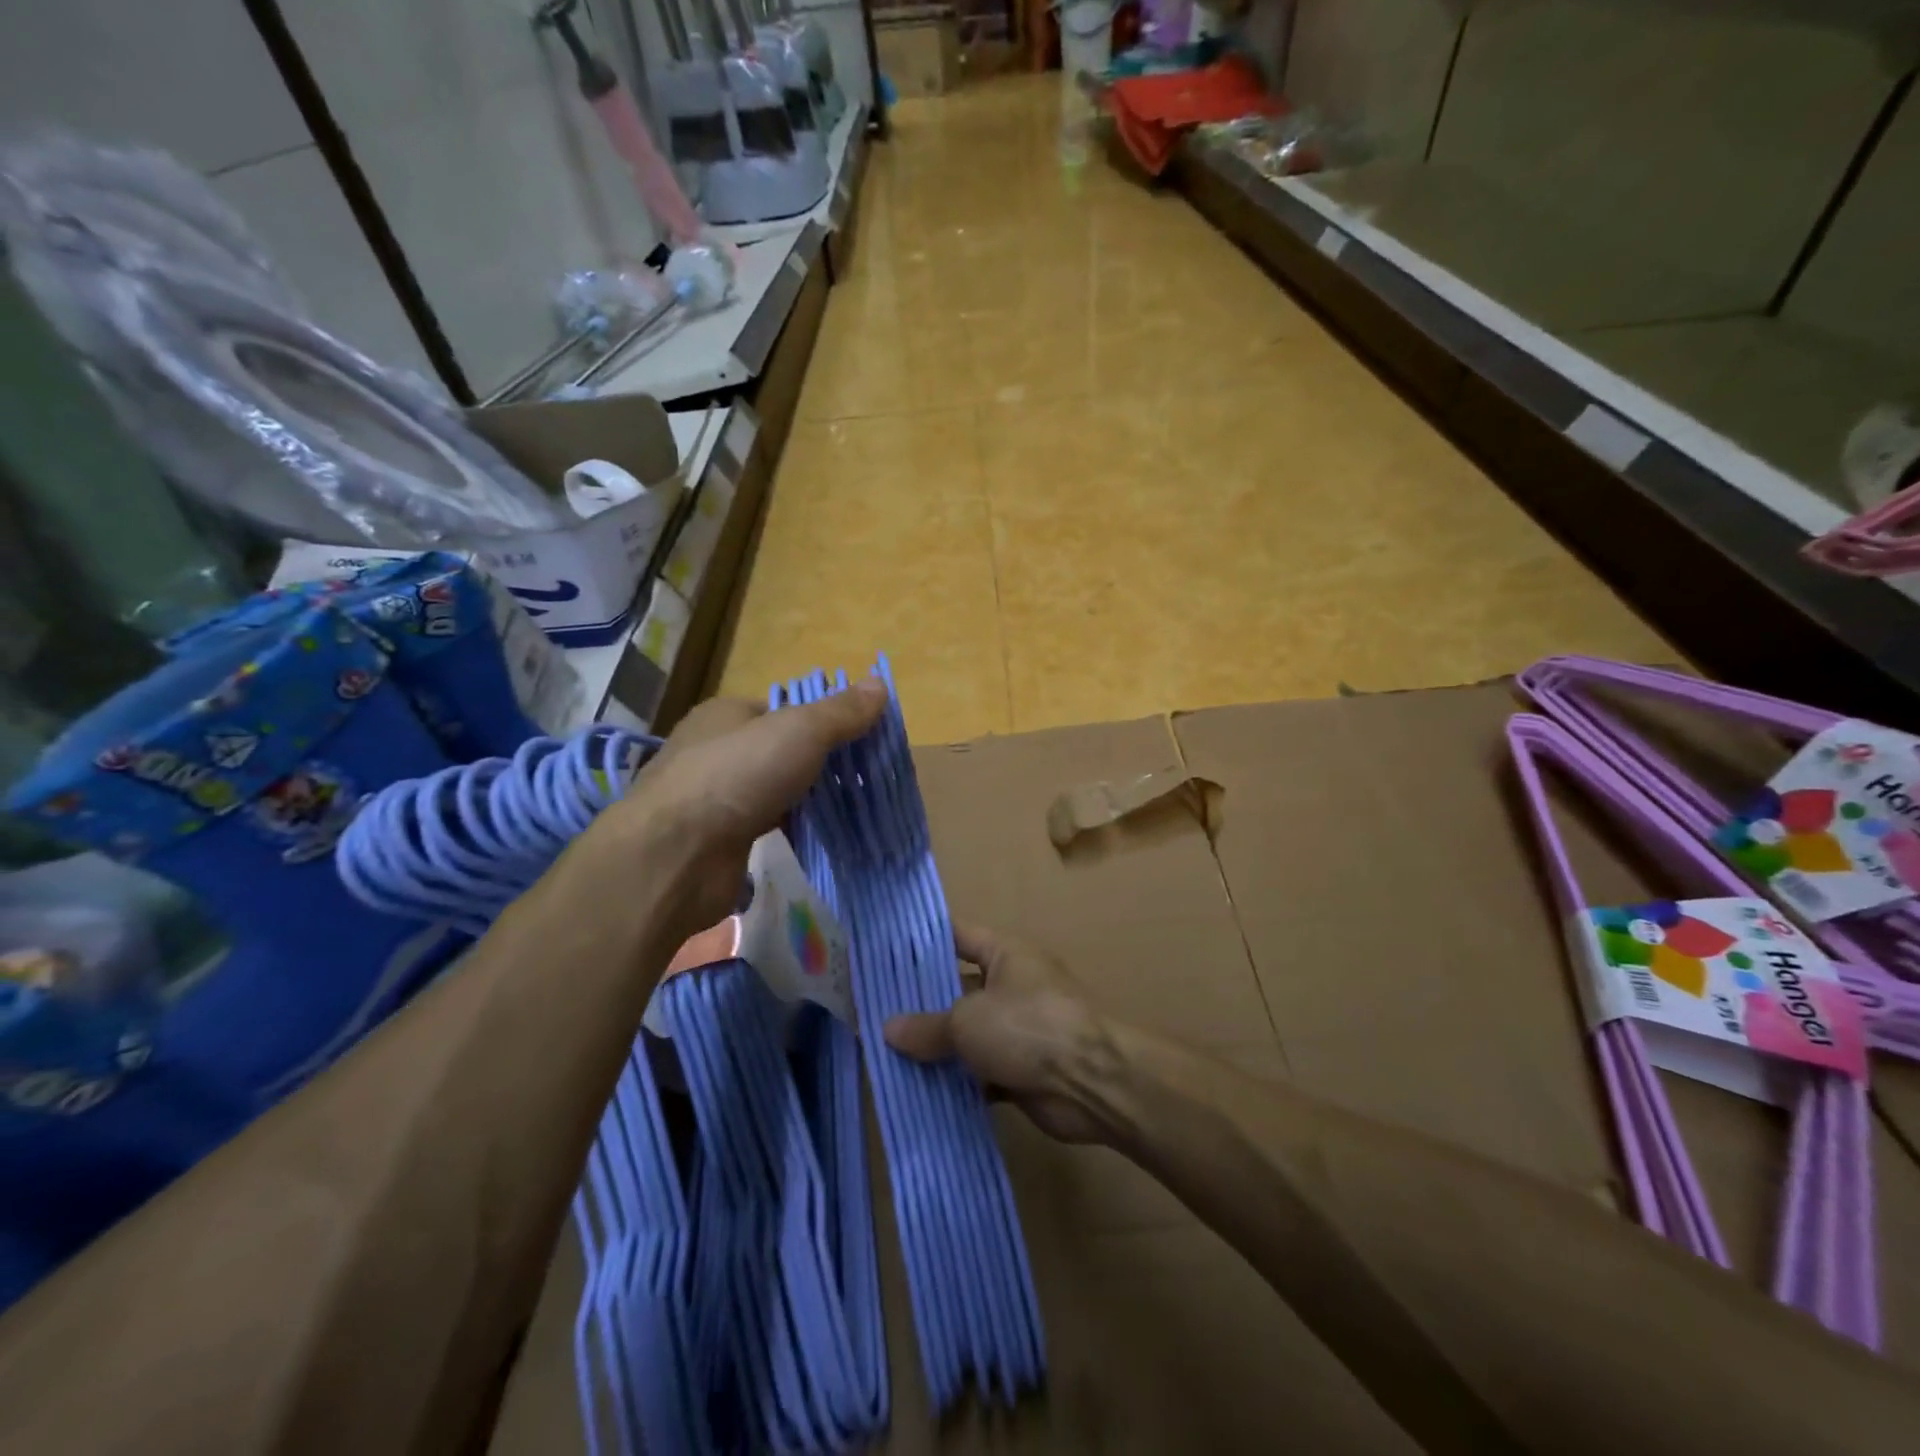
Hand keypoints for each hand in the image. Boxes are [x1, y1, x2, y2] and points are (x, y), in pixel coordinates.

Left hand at [589, 681, 886, 948]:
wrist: (676, 855)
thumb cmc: (738, 775)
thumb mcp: (800, 731)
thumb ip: (840, 712)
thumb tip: (880, 683)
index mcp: (728, 714)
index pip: (785, 709)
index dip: (825, 720)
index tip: (864, 739)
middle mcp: (717, 751)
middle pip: (782, 750)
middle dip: (822, 763)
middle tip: (867, 777)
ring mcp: (716, 797)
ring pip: (776, 790)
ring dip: (810, 799)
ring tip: (856, 808)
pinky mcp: (720, 839)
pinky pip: (769, 826)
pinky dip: (794, 830)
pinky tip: (824, 837)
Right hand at [884, 925, 1111, 1144]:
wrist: (1092, 1083)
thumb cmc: (1028, 1027)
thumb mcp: (968, 1021)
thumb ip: (927, 1026)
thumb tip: (888, 1029)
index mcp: (1005, 954)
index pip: (957, 936)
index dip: (923, 942)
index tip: (884, 951)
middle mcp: (1012, 986)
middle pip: (958, 990)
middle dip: (921, 1005)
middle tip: (873, 1014)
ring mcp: (1019, 1030)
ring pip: (968, 1036)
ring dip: (937, 1049)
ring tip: (885, 1057)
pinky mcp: (1022, 1071)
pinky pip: (980, 1074)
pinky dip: (956, 1083)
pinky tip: (918, 1093)